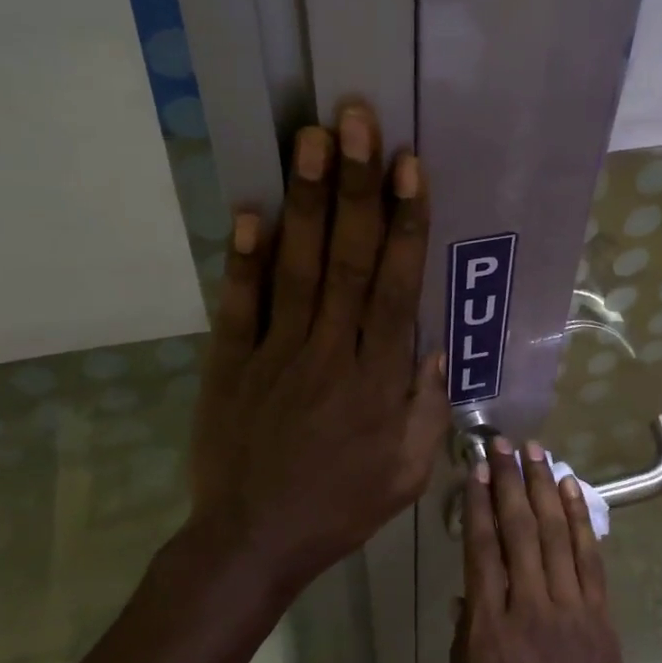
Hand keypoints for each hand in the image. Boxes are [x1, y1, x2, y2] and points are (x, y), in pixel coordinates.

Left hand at [190, 101, 448, 585]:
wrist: (253, 541)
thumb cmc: (341, 506)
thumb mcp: (408, 472)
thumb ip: (425, 408)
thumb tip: (431, 347)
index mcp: (377, 378)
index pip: (395, 286)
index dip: (404, 222)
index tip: (409, 166)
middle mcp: (329, 352)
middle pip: (347, 259)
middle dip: (356, 186)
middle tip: (356, 121)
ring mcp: (275, 353)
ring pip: (298, 267)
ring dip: (307, 201)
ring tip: (310, 140)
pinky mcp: (230, 363)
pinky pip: (239, 305)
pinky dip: (244, 259)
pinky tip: (250, 210)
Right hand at [441, 438, 637, 662]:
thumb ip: (461, 650)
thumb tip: (467, 600)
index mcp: (488, 630)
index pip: (482, 549)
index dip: (479, 503)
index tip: (477, 469)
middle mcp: (529, 607)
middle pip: (519, 529)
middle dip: (510, 481)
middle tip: (504, 444)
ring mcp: (571, 609)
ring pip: (555, 533)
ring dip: (545, 488)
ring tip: (538, 452)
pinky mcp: (601, 618)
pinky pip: (589, 558)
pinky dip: (579, 520)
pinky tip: (572, 491)